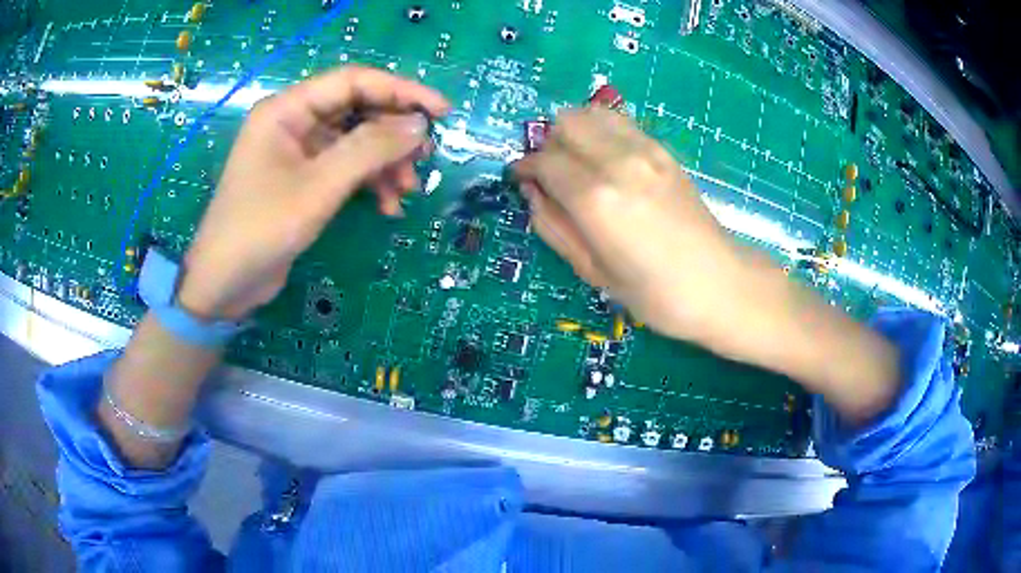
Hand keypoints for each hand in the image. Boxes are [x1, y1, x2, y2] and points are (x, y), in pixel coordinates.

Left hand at [177, 66, 449, 319]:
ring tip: (408, 189)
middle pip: (357, 110)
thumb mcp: (318, 187)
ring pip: (355, 141)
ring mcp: (298, 151)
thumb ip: (369, 149)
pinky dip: (369, 183)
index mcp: (288, 109)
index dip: (401, 90)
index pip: (353, 82)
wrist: (225, 284)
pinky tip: (388, 207)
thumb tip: (418, 125)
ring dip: (385, 162)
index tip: (441, 111)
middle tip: (426, 156)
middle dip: (393, 133)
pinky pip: (345, 168)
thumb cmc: (261, 228)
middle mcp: (293, 122)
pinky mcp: (303, 179)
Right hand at [513, 107, 750, 346]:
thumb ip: (553, 226)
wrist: (717, 282)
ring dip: (574, 131)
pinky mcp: (663, 150)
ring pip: (592, 113)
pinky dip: (601, 131)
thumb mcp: (591, 271)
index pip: (544, 161)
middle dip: (549, 143)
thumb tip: (532, 192)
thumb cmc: (653, 293)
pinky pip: (620, 122)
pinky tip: (606, 160)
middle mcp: (618, 162)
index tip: (521, 179)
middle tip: (552, 173)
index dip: (525, 167)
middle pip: (565, 122)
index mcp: (596, 199)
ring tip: (578, 162)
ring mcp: (645, 150)